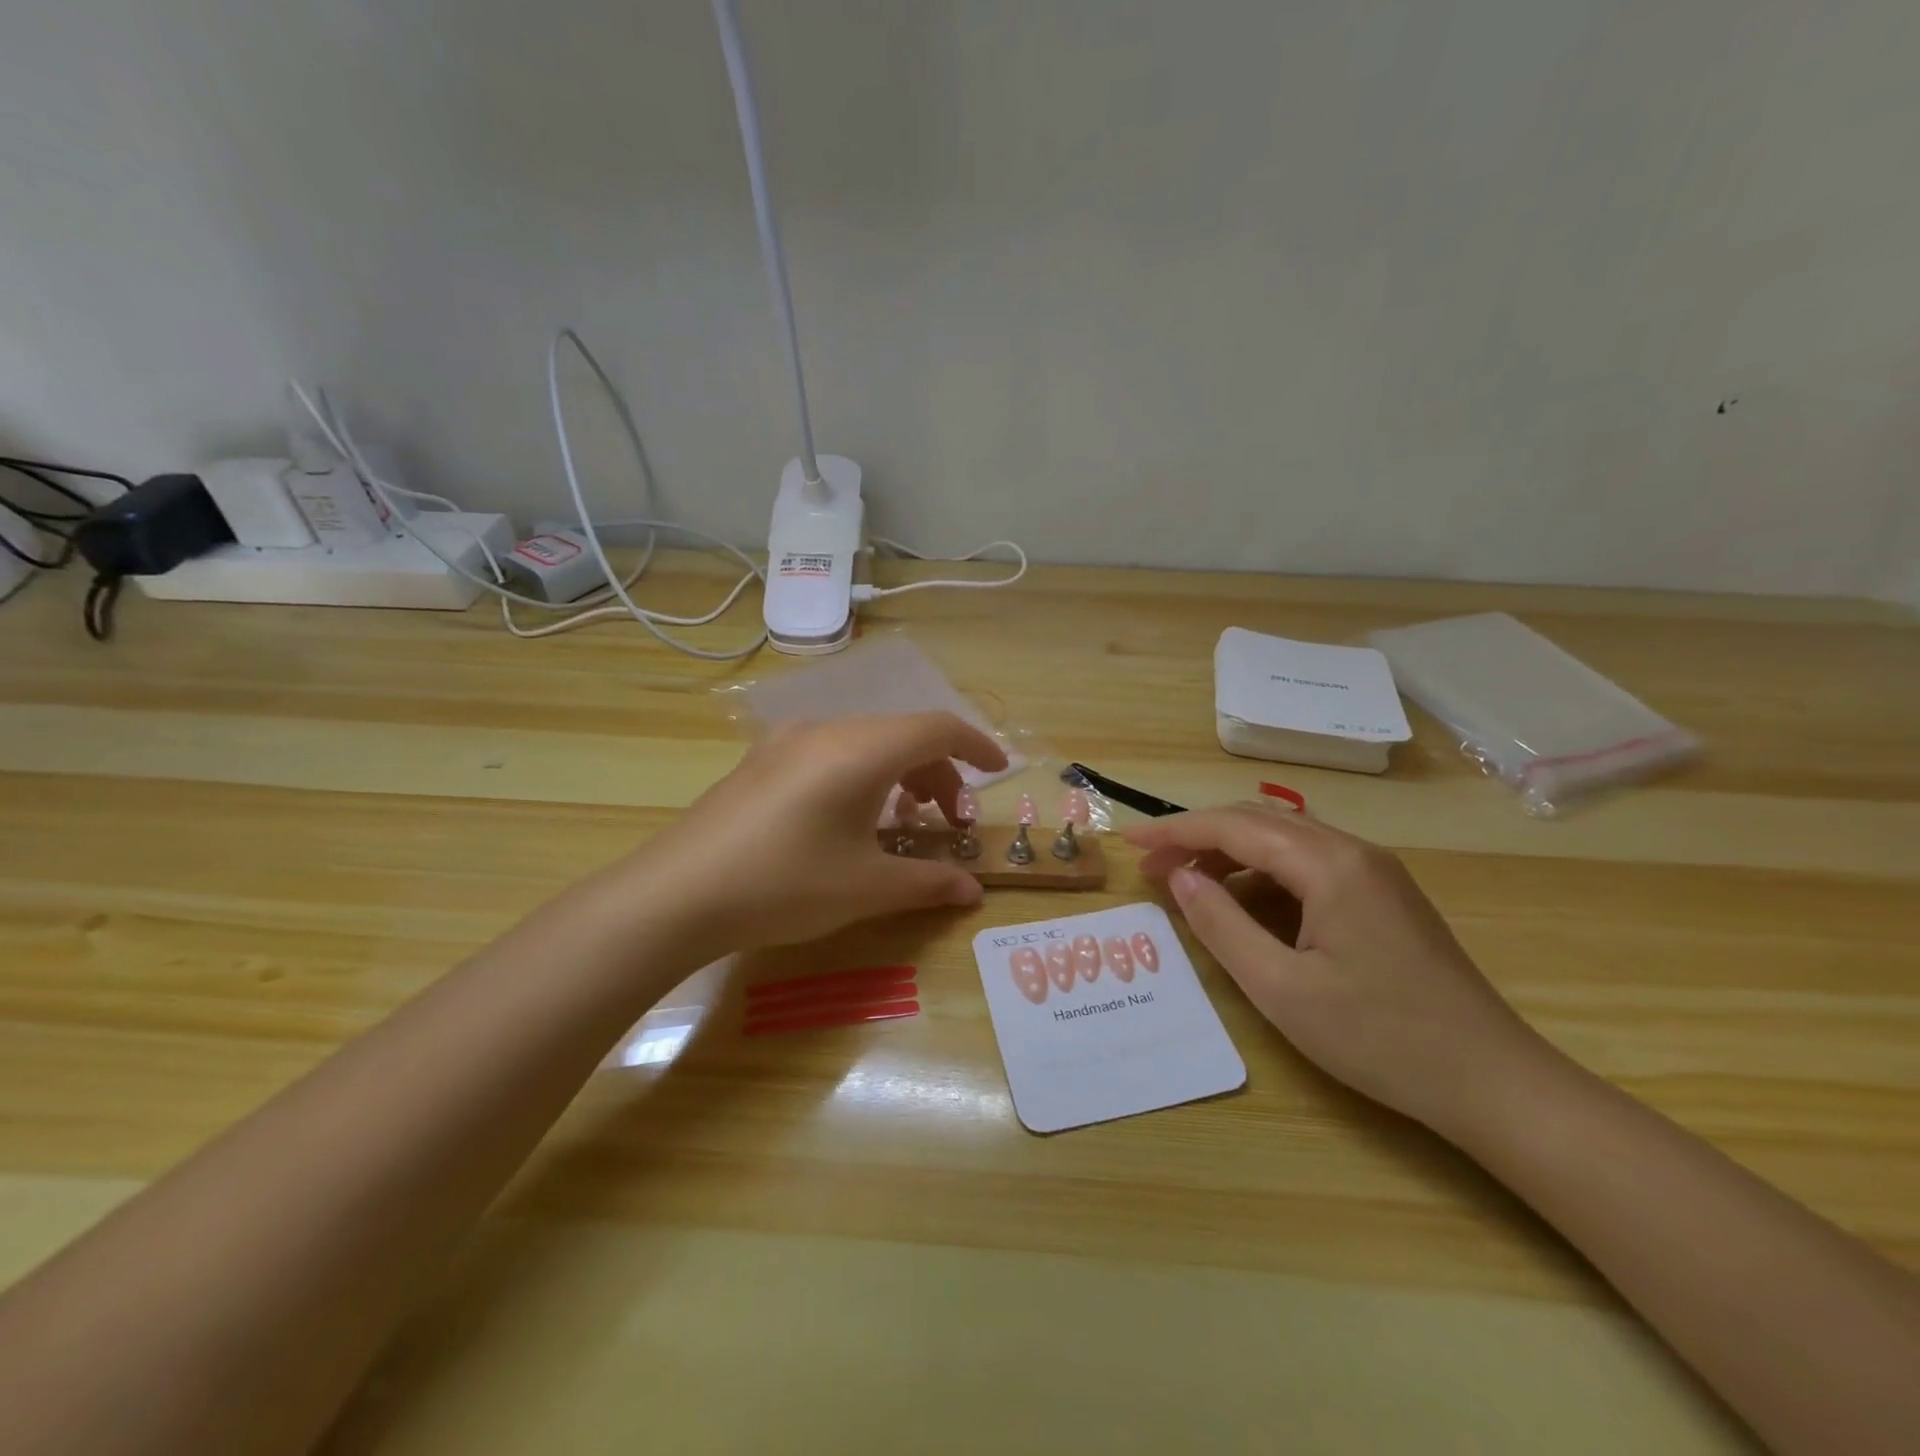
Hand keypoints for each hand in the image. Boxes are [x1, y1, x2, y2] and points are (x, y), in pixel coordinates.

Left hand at [637, 713, 1007, 956]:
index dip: (977, 745)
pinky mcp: (761, 762)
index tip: (1000, 772)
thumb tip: (974, 891)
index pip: (937, 728)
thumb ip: (929, 882)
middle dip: (939, 773)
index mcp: (860, 750)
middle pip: (902, 735)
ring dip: (899, 775)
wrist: (675, 895)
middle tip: (951, 822)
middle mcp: (826, 731)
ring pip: (865, 743)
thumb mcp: (866, 888)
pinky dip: (862, 777)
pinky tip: (852, 821)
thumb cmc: (784, 885)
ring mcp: (787, 743)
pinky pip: (831, 754)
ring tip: (905, 822)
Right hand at [1125, 803, 1550, 1135]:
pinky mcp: (1384, 896)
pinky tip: (1244, 904)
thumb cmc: (1381, 1038)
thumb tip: (1180, 878)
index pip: (1235, 827)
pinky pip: (1308, 865)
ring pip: (1284, 841)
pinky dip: (1263, 874)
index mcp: (1330, 865)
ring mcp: (1375, 872)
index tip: (1131, 844)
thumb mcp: (1282, 988)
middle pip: (1259, 822)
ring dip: (1230, 854)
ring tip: (1189, 884)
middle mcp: (1353, 851)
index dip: (1176, 831)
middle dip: (1199, 837)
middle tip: (1153, 866)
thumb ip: (1222, 925)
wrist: (1493, 1082)